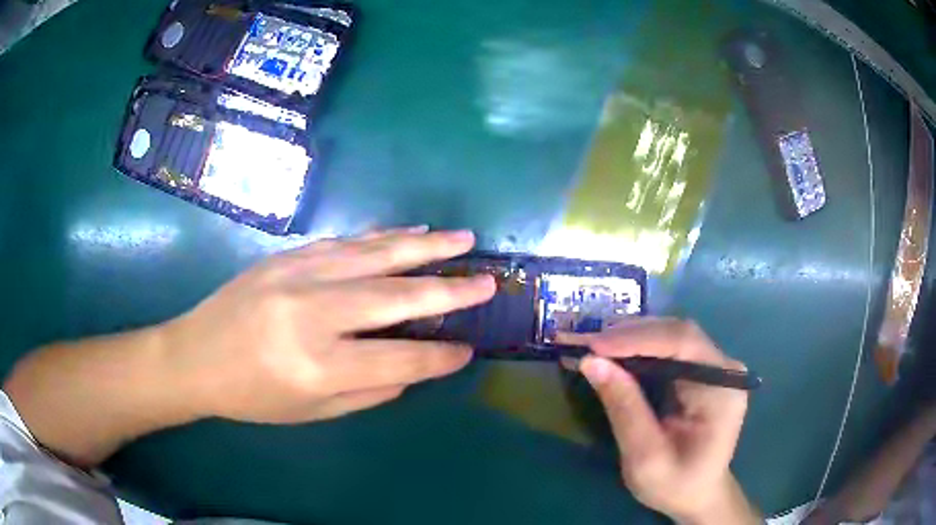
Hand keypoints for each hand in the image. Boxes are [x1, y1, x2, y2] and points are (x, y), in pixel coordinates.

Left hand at [162, 228, 495, 423]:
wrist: (193, 356)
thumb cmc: (251, 396)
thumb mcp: (311, 413)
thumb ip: (368, 391)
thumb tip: (413, 367)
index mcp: (317, 367)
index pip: (398, 360)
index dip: (438, 358)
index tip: (468, 350)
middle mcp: (311, 315)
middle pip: (394, 298)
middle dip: (448, 291)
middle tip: (487, 281)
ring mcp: (297, 276)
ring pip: (373, 256)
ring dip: (422, 247)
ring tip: (460, 240)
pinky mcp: (286, 256)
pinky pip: (345, 242)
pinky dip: (381, 237)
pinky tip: (407, 232)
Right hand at [561, 319, 759, 524]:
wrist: (697, 495)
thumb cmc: (674, 484)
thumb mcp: (645, 456)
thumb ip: (624, 408)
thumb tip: (590, 362)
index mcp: (722, 390)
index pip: (684, 344)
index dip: (638, 338)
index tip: (594, 346)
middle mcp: (724, 369)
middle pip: (678, 334)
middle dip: (631, 335)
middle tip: (586, 344)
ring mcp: (715, 368)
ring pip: (672, 336)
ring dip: (632, 339)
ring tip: (594, 347)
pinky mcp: (703, 372)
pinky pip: (670, 349)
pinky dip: (639, 349)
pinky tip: (615, 355)